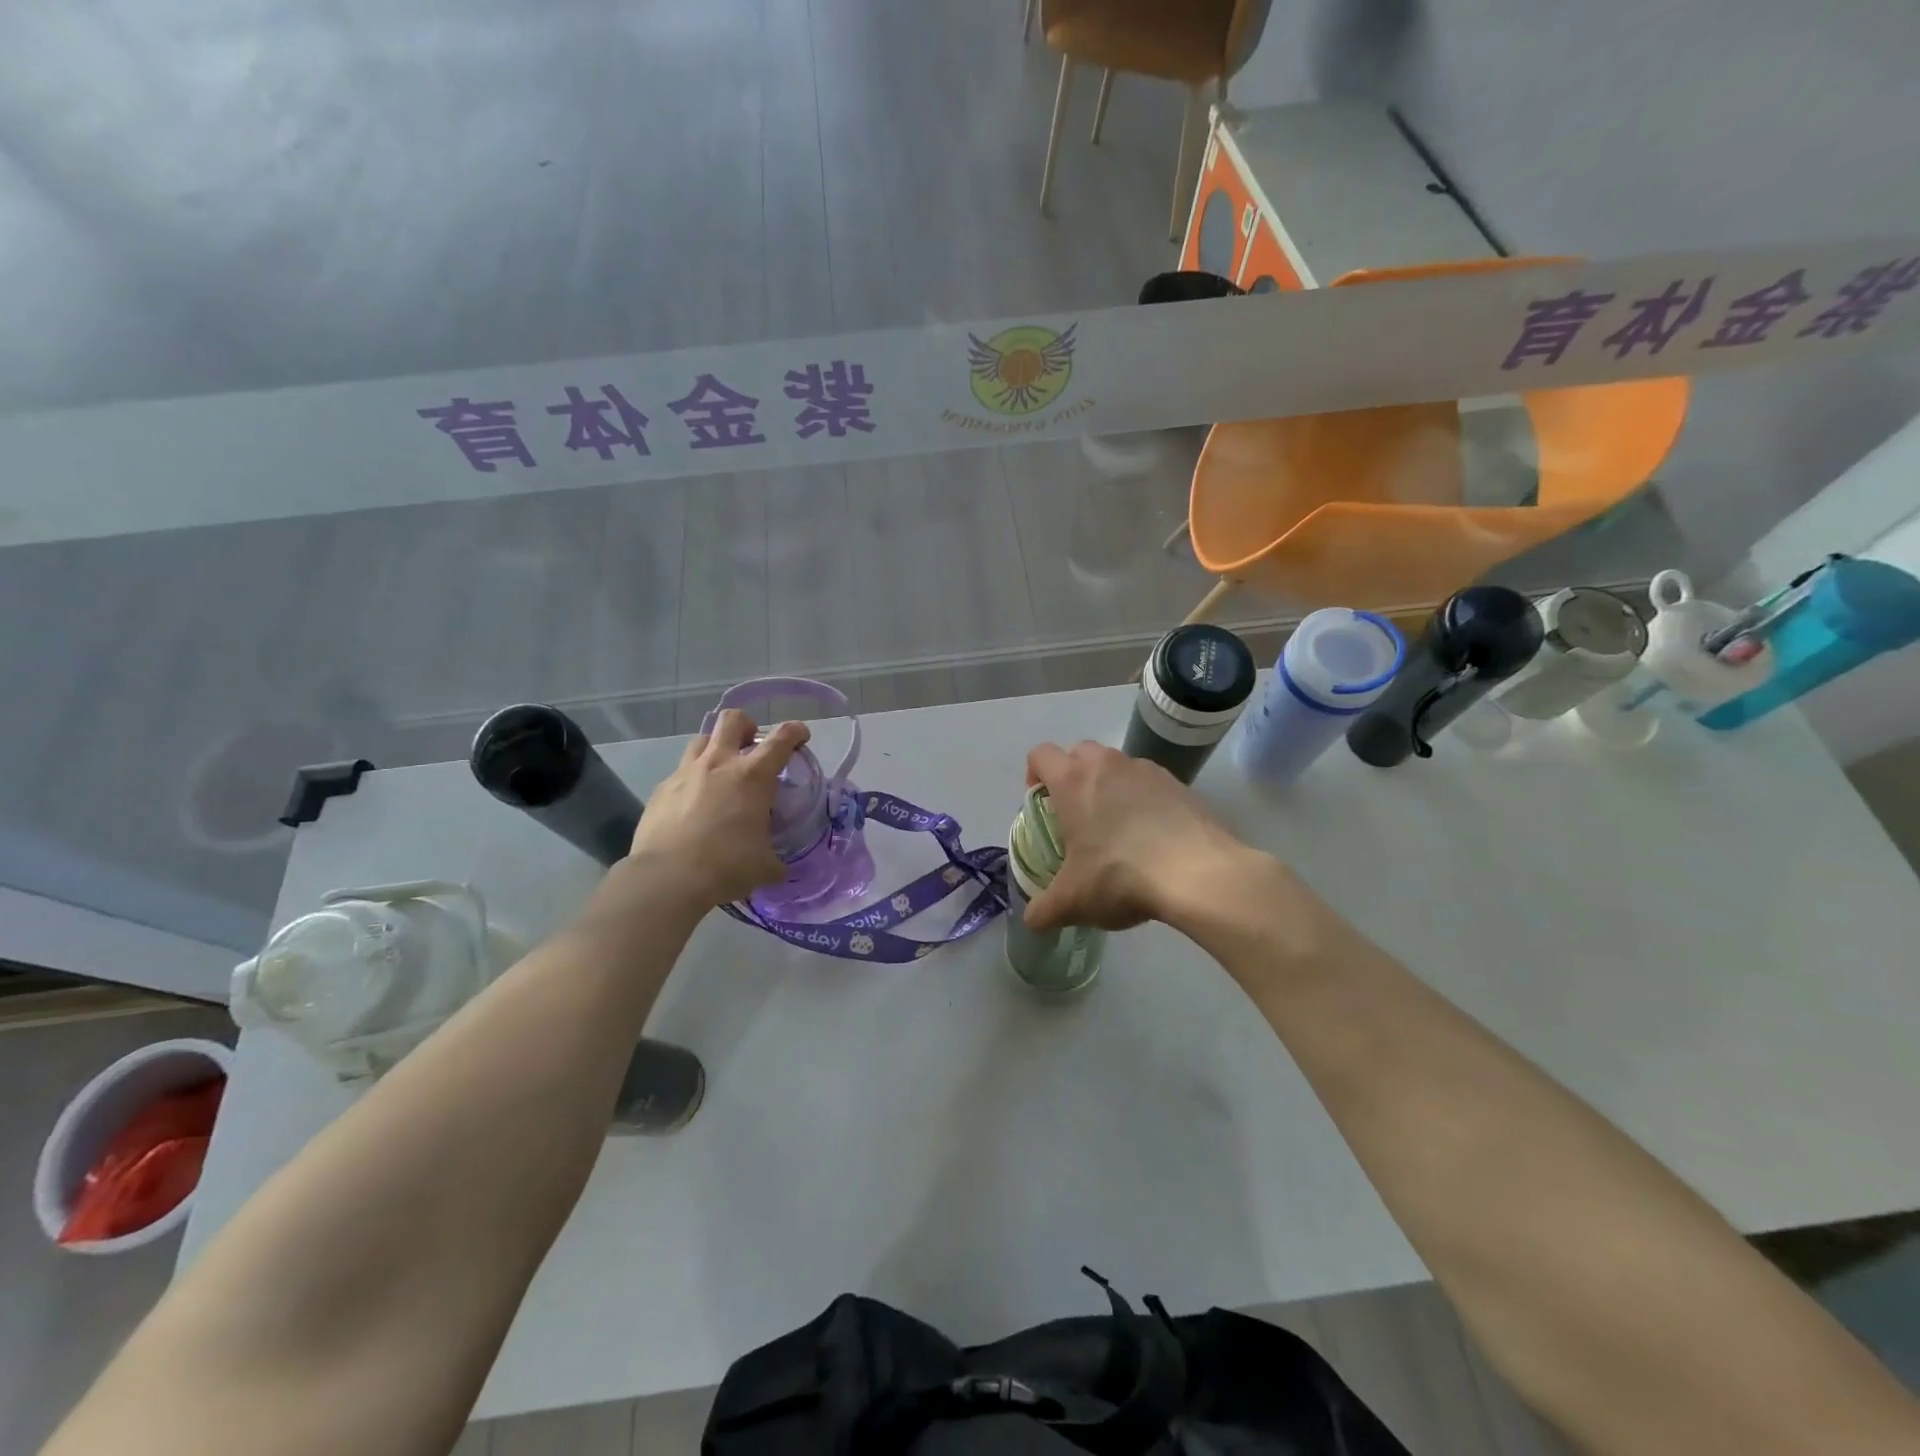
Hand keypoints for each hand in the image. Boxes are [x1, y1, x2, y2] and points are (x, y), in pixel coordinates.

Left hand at [622, 711, 810, 908]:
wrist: (667, 879)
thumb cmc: (726, 866)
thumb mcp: (764, 866)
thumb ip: (775, 860)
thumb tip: (778, 868)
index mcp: (752, 776)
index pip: (781, 739)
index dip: (795, 732)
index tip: (800, 737)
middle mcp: (719, 764)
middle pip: (733, 720)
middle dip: (747, 726)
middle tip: (752, 747)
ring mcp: (685, 774)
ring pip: (701, 740)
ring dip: (715, 749)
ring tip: (721, 773)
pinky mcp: (660, 790)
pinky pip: (679, 774)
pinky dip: (691, 782)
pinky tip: (693, 807)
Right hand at [1022, 741, 1262, 932]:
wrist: (1199, 874)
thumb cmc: (1121, 876)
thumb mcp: (1073, 901)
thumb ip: (1044, 910)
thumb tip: (1033, 920)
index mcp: (1073, 781)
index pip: (1041, 754)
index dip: (1033, 773)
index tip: (1040, 801)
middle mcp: (1107, 764)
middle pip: (1079, 752)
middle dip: (1072, 775)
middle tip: (1075, 814)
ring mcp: (1146, 769)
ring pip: (1116, 764)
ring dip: (1108, 785)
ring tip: (1115, 826)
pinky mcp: (1178, 783)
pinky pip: (1148, 781)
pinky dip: (1142, 798)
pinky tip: (1151, 834)